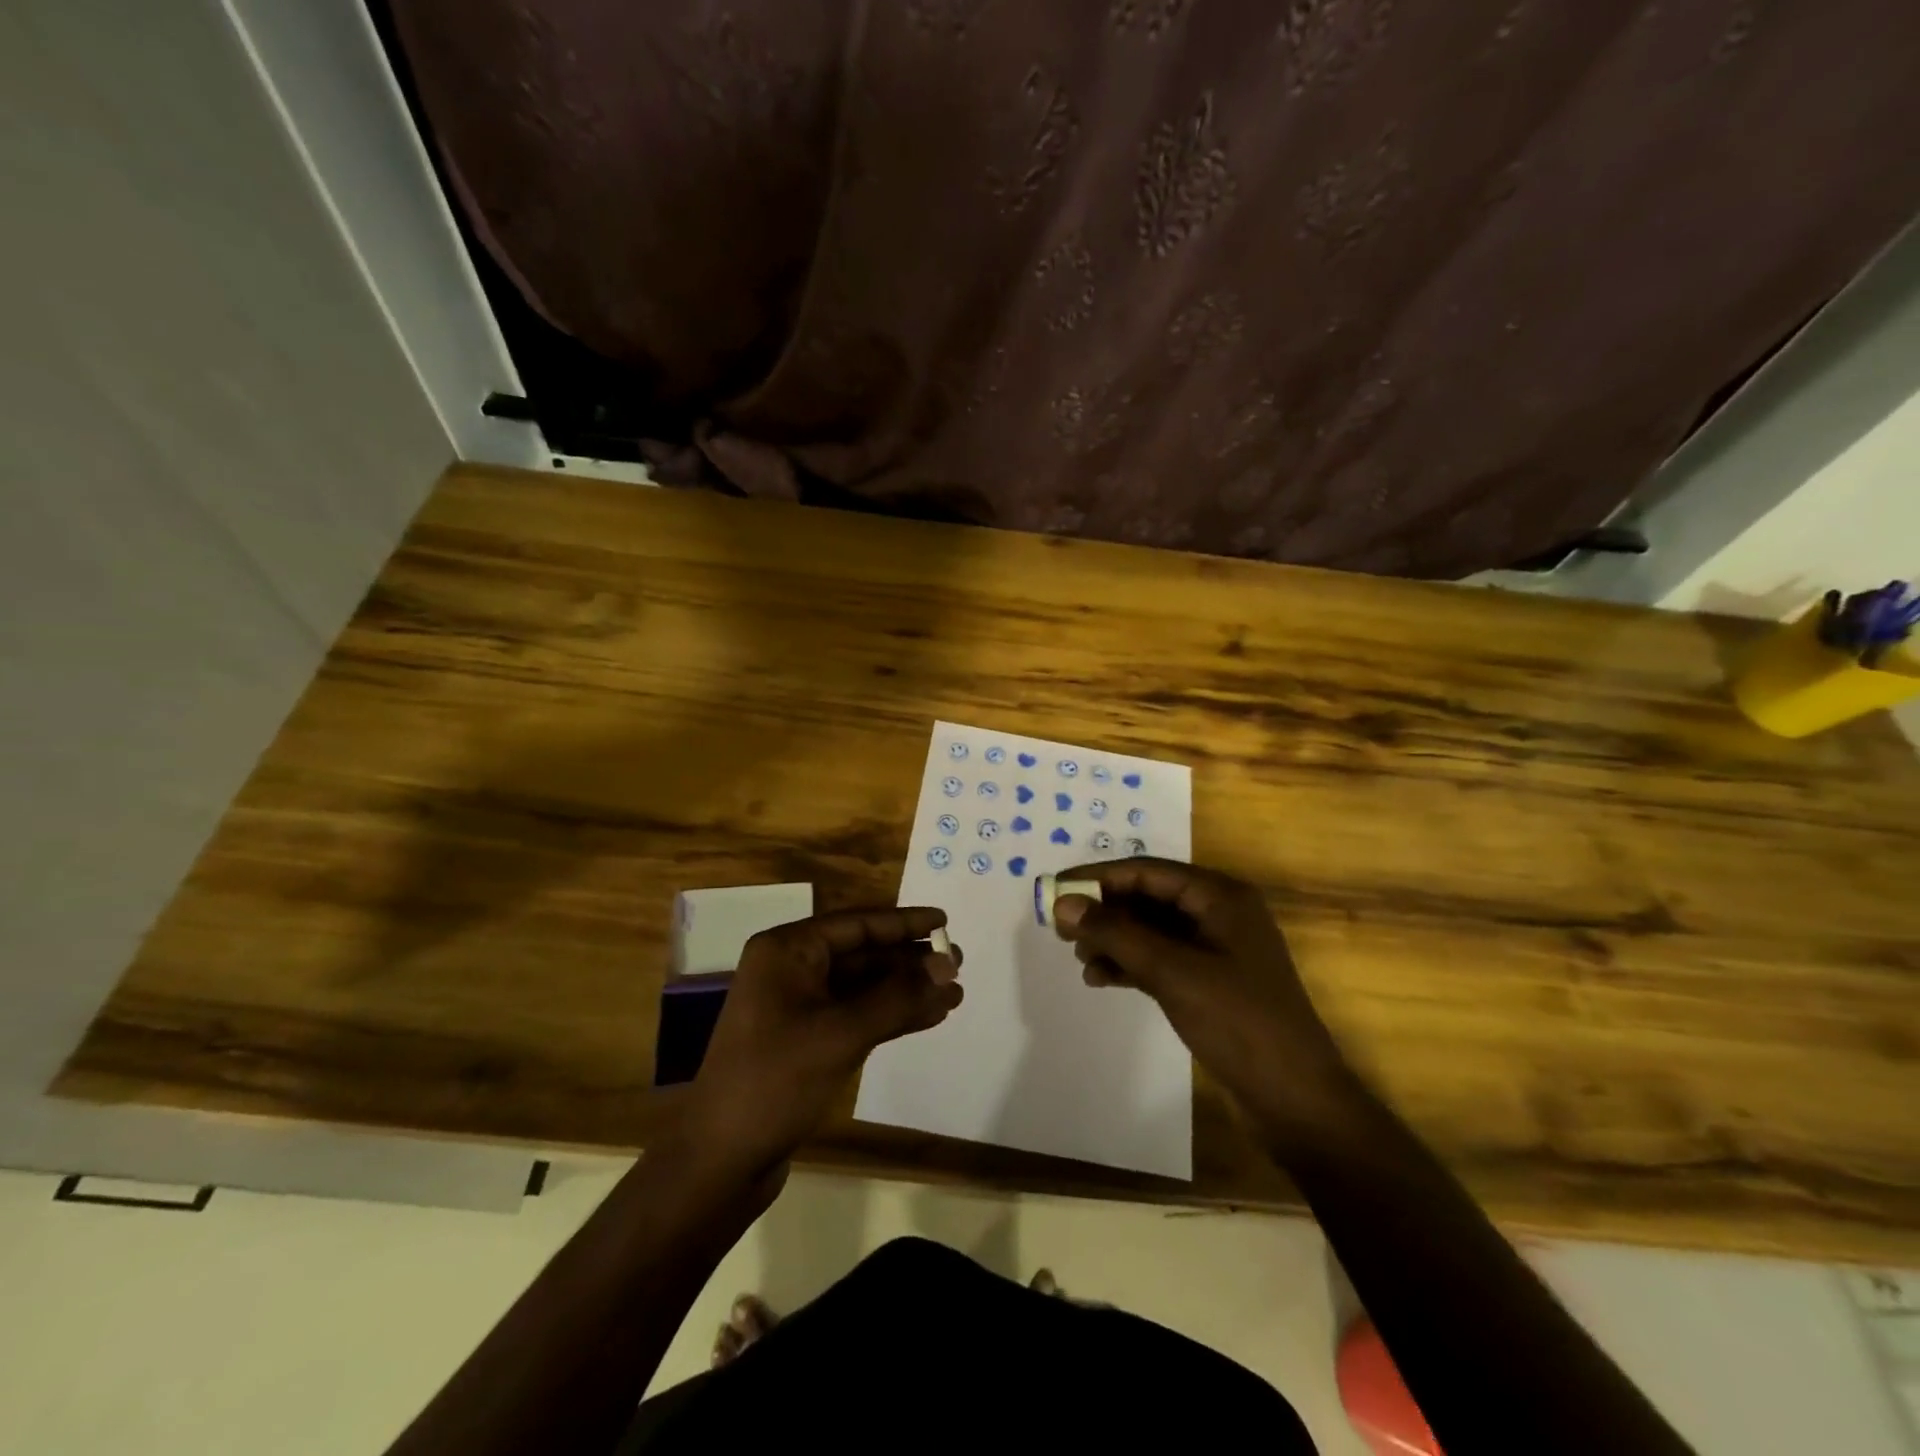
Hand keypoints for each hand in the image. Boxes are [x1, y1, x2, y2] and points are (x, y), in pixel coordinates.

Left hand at [680, 908, 962, 1182]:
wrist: (720, 1161)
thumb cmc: (775, 1081)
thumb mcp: (841, 1033)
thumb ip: (898, 997)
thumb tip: (948, 964)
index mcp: (787, 951)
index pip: (856, 923)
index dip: (903, 922)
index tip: (944, 920)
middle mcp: (791, 970)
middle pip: (862, 954)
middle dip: (910, 960)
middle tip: (958, 961)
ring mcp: (798, 1007)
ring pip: (864, 987)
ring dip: (907, 991)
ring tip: (955, 993)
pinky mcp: (807, 1041)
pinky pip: (857, 1015)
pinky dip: (891, 1016)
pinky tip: (929, 1017)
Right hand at [1051, 859, 1354, 1135]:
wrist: (1295, 1099)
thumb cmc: (1238, 1022)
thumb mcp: (1172, 972)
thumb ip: (1115, 933)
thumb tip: (1063, 903)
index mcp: (1220, 896)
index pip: (1147, 871)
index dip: (1098, 878)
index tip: (1054, 890)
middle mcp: (1218, 913)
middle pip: (1147, 897)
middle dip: (1104, 911)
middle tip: (1061, 930)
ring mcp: (1215, 948)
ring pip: (1151, 929)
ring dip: (1114, 939)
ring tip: (1081, 959)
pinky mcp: (1210, 980)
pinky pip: (1160, 958)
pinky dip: (1130, 964)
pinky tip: (1100, 978)